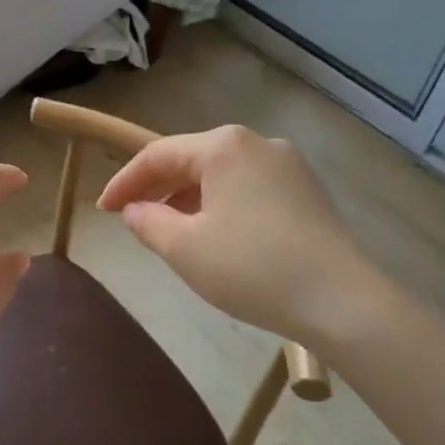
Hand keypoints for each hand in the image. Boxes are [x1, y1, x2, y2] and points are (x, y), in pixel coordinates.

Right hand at [96, 125, 396, 347]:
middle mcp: (257, 143)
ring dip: (189, 198)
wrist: (342, 302)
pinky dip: (221, 205)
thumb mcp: (184, 248)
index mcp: (224, 146)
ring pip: (222, 175)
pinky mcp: (308, 192)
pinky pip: (249, 189)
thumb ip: (148, 222)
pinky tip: (215, 235)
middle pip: (192, 159)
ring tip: (169, 230)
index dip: (124, 181)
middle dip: (158, 188)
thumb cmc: (252, 268)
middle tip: (131, 217)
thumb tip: (135, 209)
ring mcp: (288, 166)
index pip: (158, 155)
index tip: (102, 210)